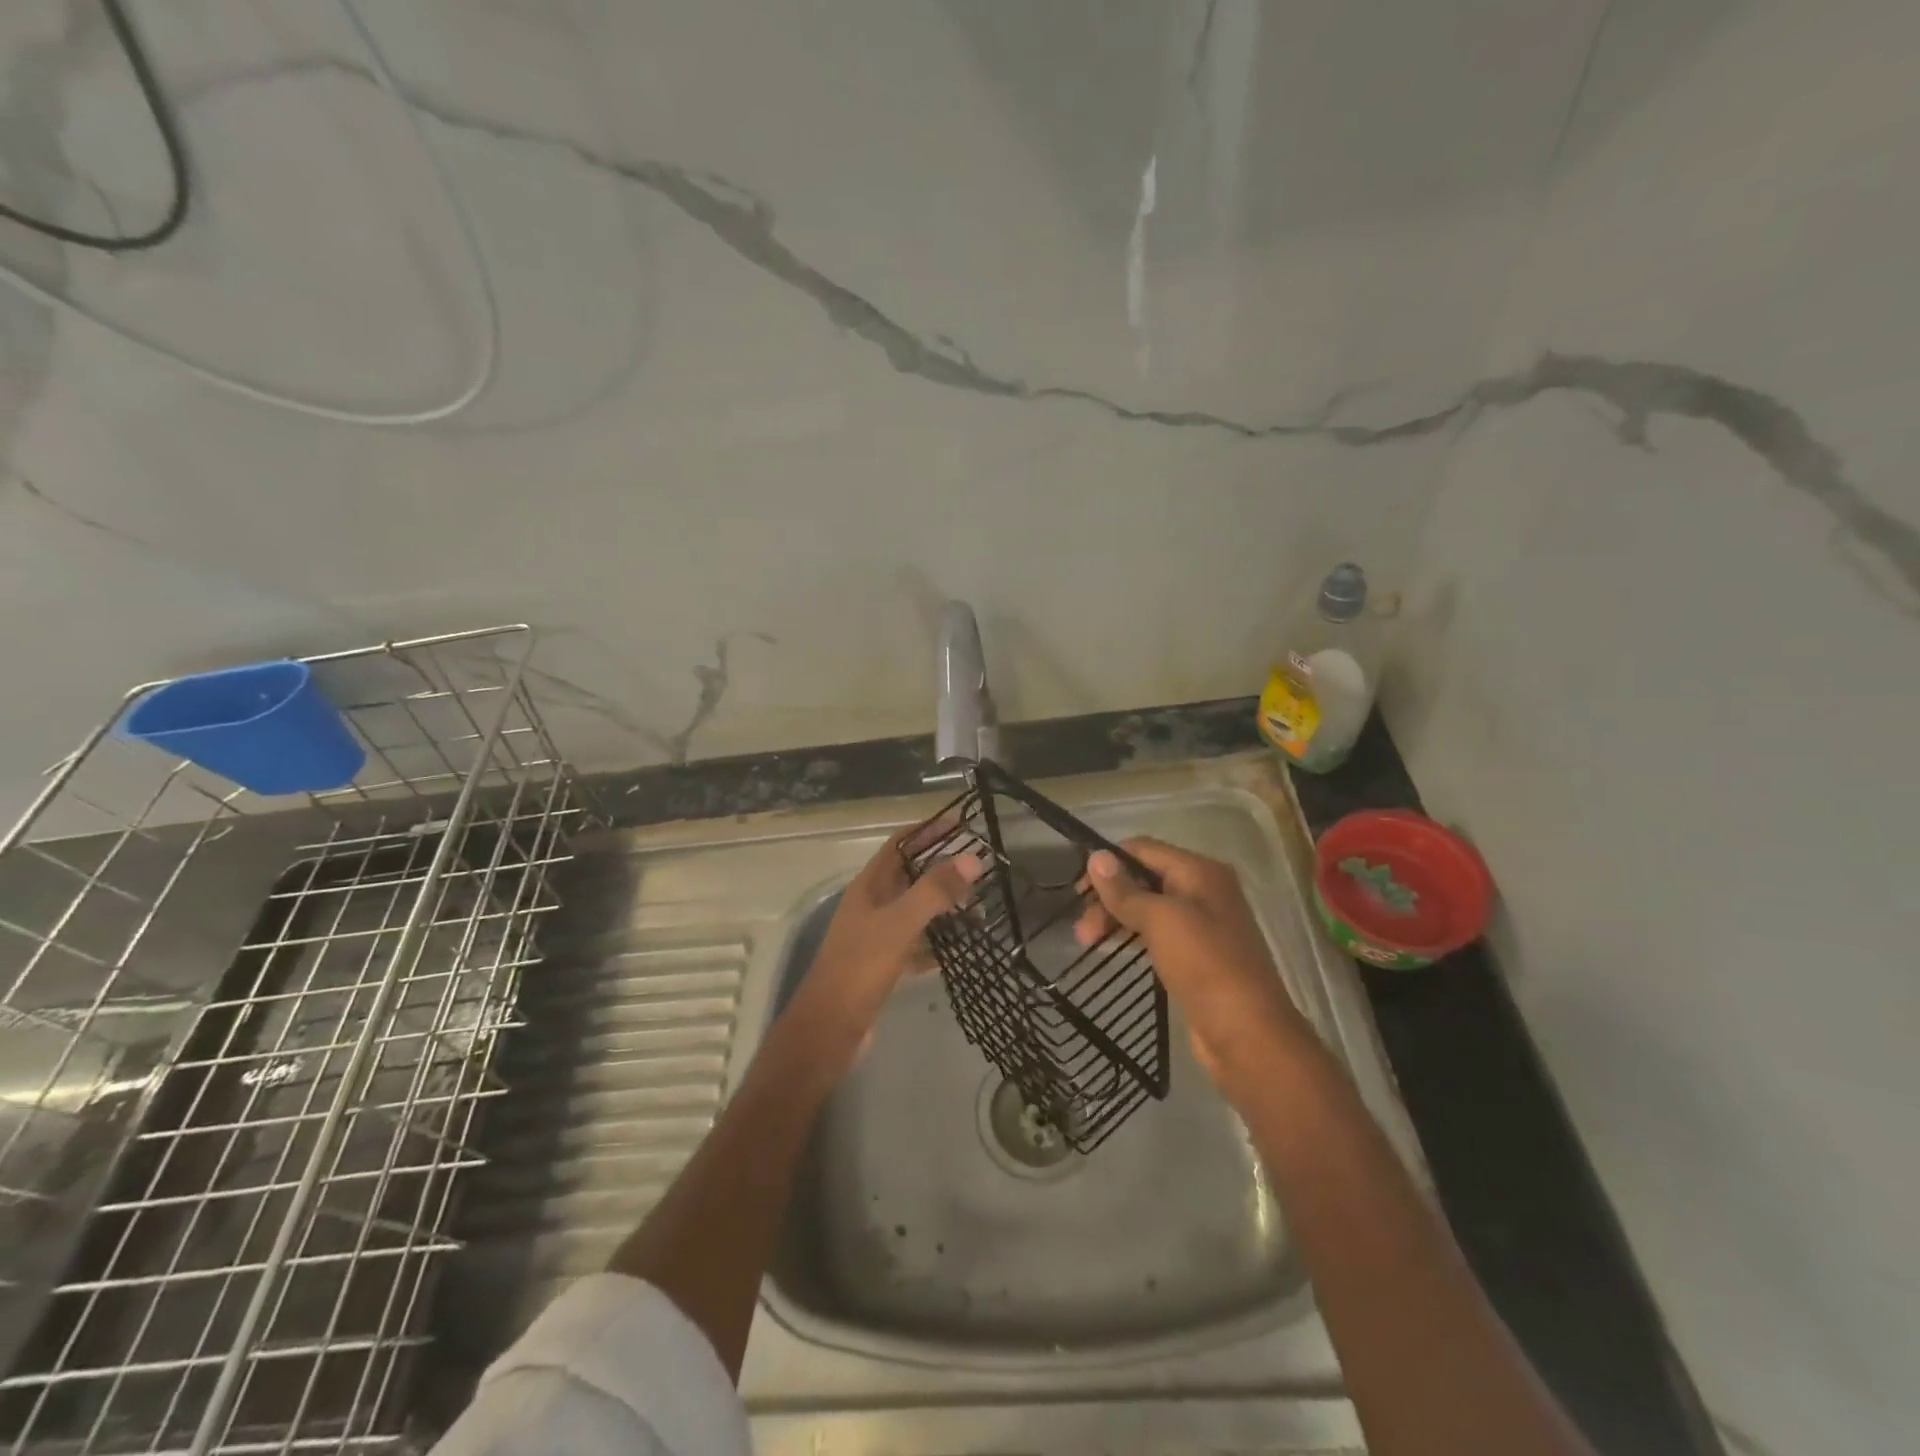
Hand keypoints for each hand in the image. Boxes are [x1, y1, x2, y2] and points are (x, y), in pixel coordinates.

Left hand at [788, 821, 981, 1065]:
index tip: (959, 821)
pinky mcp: (883, 966)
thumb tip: (972, 859)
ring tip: (977, 905)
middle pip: (908, 876)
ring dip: (942, 906)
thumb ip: (934, 891)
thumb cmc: (859, 969)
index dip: (925, 830)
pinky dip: (936, 944)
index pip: (898, 845)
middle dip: (940, 868)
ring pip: (914, 912)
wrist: (829, 1031)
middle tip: (978, 866)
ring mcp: (875, 937)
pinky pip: (915, 946)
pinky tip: (960, 949)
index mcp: (868, 888)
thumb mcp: (899, 925)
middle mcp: (870, 906)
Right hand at [1073, 838, 1307, 1085]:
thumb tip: (1096, 856)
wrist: (1248, 1034)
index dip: (1108, 863)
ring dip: (1117, 918)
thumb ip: (1125, 889)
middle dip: (1109, 897)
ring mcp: (1203, 925)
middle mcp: (1204, 891)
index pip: (1142, 849)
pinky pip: (1158, 934)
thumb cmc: (1205, 965)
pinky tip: (1115, 950)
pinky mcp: (1198, 956)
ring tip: (1088, 943)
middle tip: (1082, 931)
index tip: (1078, 892)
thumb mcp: (1160, 920)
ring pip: (1149, 908)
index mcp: (1200, 871)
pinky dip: (1133, 936)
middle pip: (1144, 879)